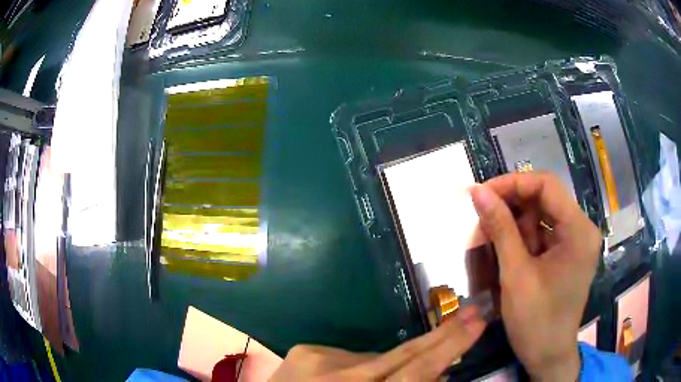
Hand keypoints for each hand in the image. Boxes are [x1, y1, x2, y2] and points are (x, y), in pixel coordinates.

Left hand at [270, 305, 485, 380]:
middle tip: (470, 313)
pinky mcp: (305, 349)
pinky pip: (349, 356)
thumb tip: (435, 374)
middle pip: (402, 353)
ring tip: (377, 381)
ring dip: (388, 366)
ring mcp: (318, 357)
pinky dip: (359, 367)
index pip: (416, 370)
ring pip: (375, 357)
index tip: (477, 320)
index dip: (450, 346)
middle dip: (440, 336)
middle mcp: (340, 374)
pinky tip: (348, 379)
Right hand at [471, 173, 600, 381]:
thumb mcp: (515, 275)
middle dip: (512, 205)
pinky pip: (543, 233)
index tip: (481, 193)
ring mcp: (576, 241)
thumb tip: (477, 192)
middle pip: (545, 198)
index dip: (512, 183)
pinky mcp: (568, 253)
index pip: (546, 185)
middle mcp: (582, 229)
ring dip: (515, 224)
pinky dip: (522, 237)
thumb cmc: (535, 322)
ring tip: (490, 239)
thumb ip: (500, 229)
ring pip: (541, 215)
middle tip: (481, 216)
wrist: (548, 356)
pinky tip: (506, 251)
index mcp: (579, 231)